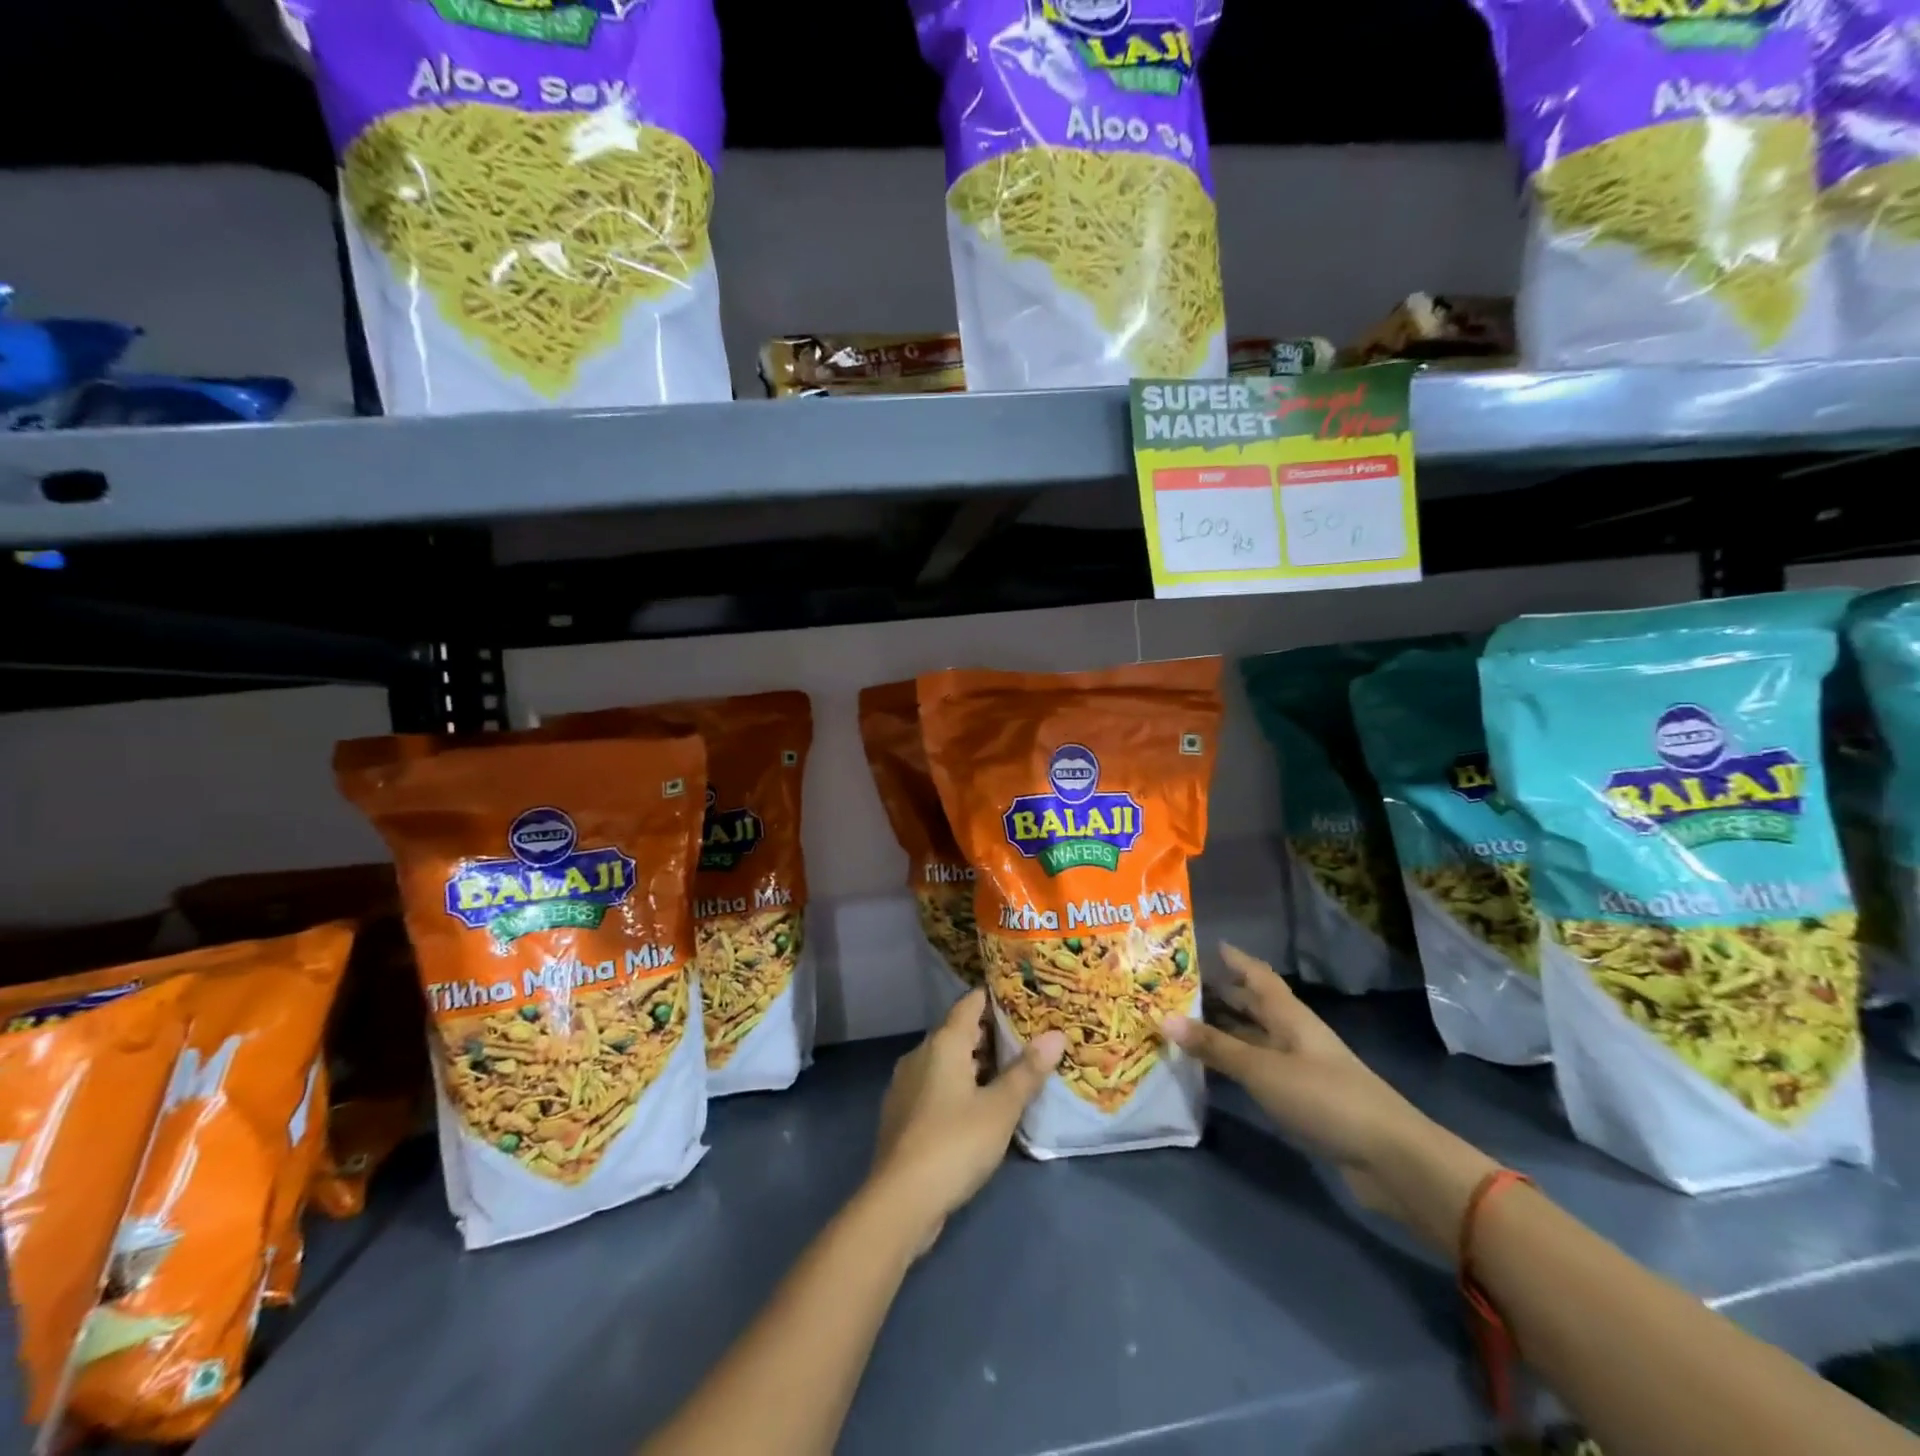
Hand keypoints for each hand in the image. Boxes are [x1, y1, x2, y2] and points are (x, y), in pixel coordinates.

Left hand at [866, 989, 1065, 1253]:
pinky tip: (979, 1107)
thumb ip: (1027, 1071)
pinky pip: (935, 1085)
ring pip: (946, 1061)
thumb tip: (1056, 1035)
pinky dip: (958, 1086)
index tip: (1023, 999)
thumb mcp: (1000, 1108)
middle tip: (1027, 1039)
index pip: (970, 1003)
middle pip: (958, 1031)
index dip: (996, 998)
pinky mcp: (902, 1113)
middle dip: (991, 1034)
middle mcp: (920, 1053)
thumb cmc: (955, 1143)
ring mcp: (906, 1084)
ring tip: (1010, 1073)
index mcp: (943, 1042)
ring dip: (975, 1063)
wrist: (900, 1200)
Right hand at [1161, 944, 1495, 1253]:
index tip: (1205, 945)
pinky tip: (1212, 1069)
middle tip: (1178, 985)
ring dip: (1224, 1030)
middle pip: (1255, 1005)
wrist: (1390, 1158)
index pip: (1258, 975)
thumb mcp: (1262, 1069)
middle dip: (1222, 993)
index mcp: (1289, 1016)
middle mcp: (1294, 1034)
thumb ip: (1215, 1046)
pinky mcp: (1302, 1099)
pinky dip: (1234, 1063)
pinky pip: (1259, 1069)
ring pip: (1255, 1038)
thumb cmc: (1324, 1097)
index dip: (1234, 959)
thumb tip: (1162, 1018)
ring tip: (1183, 1023)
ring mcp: (1300, 1068)